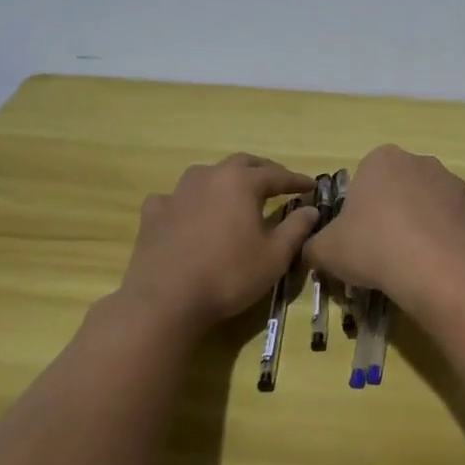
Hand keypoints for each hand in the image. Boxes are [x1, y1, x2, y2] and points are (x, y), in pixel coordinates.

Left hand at [119, 154, 318, 331]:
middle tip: (277, 183)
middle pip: (241, 164)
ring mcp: (177, 193)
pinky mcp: (153, 214)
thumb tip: (311, 209)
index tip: (311, 185)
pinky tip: (189, 214)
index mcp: (240, 183)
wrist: (166, 300)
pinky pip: (174, 198)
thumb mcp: (275, 256)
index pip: (277, 175)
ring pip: (206, 175)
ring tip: (234, 195)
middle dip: (263, 171)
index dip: (296, 181)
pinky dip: (188, 202)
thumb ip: (296, 228)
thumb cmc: (229, 275)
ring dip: (225, 180)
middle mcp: (209, 177)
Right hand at [303, 145, 464, 305]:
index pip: (366, 178)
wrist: (435, 267)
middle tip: (382, 249)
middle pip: (401, 188)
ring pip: (431, 206)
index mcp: (383, 160)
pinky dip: (446, 242)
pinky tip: (437, 267)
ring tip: (411, 263)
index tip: (358, 235)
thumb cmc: (373, 245)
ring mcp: (454, 185)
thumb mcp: (326, 250)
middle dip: (394, 213)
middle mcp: (421, 162)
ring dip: (422, 226)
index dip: (361, 208)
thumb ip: (314, 245)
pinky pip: (455, 226)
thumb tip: (312, 250)